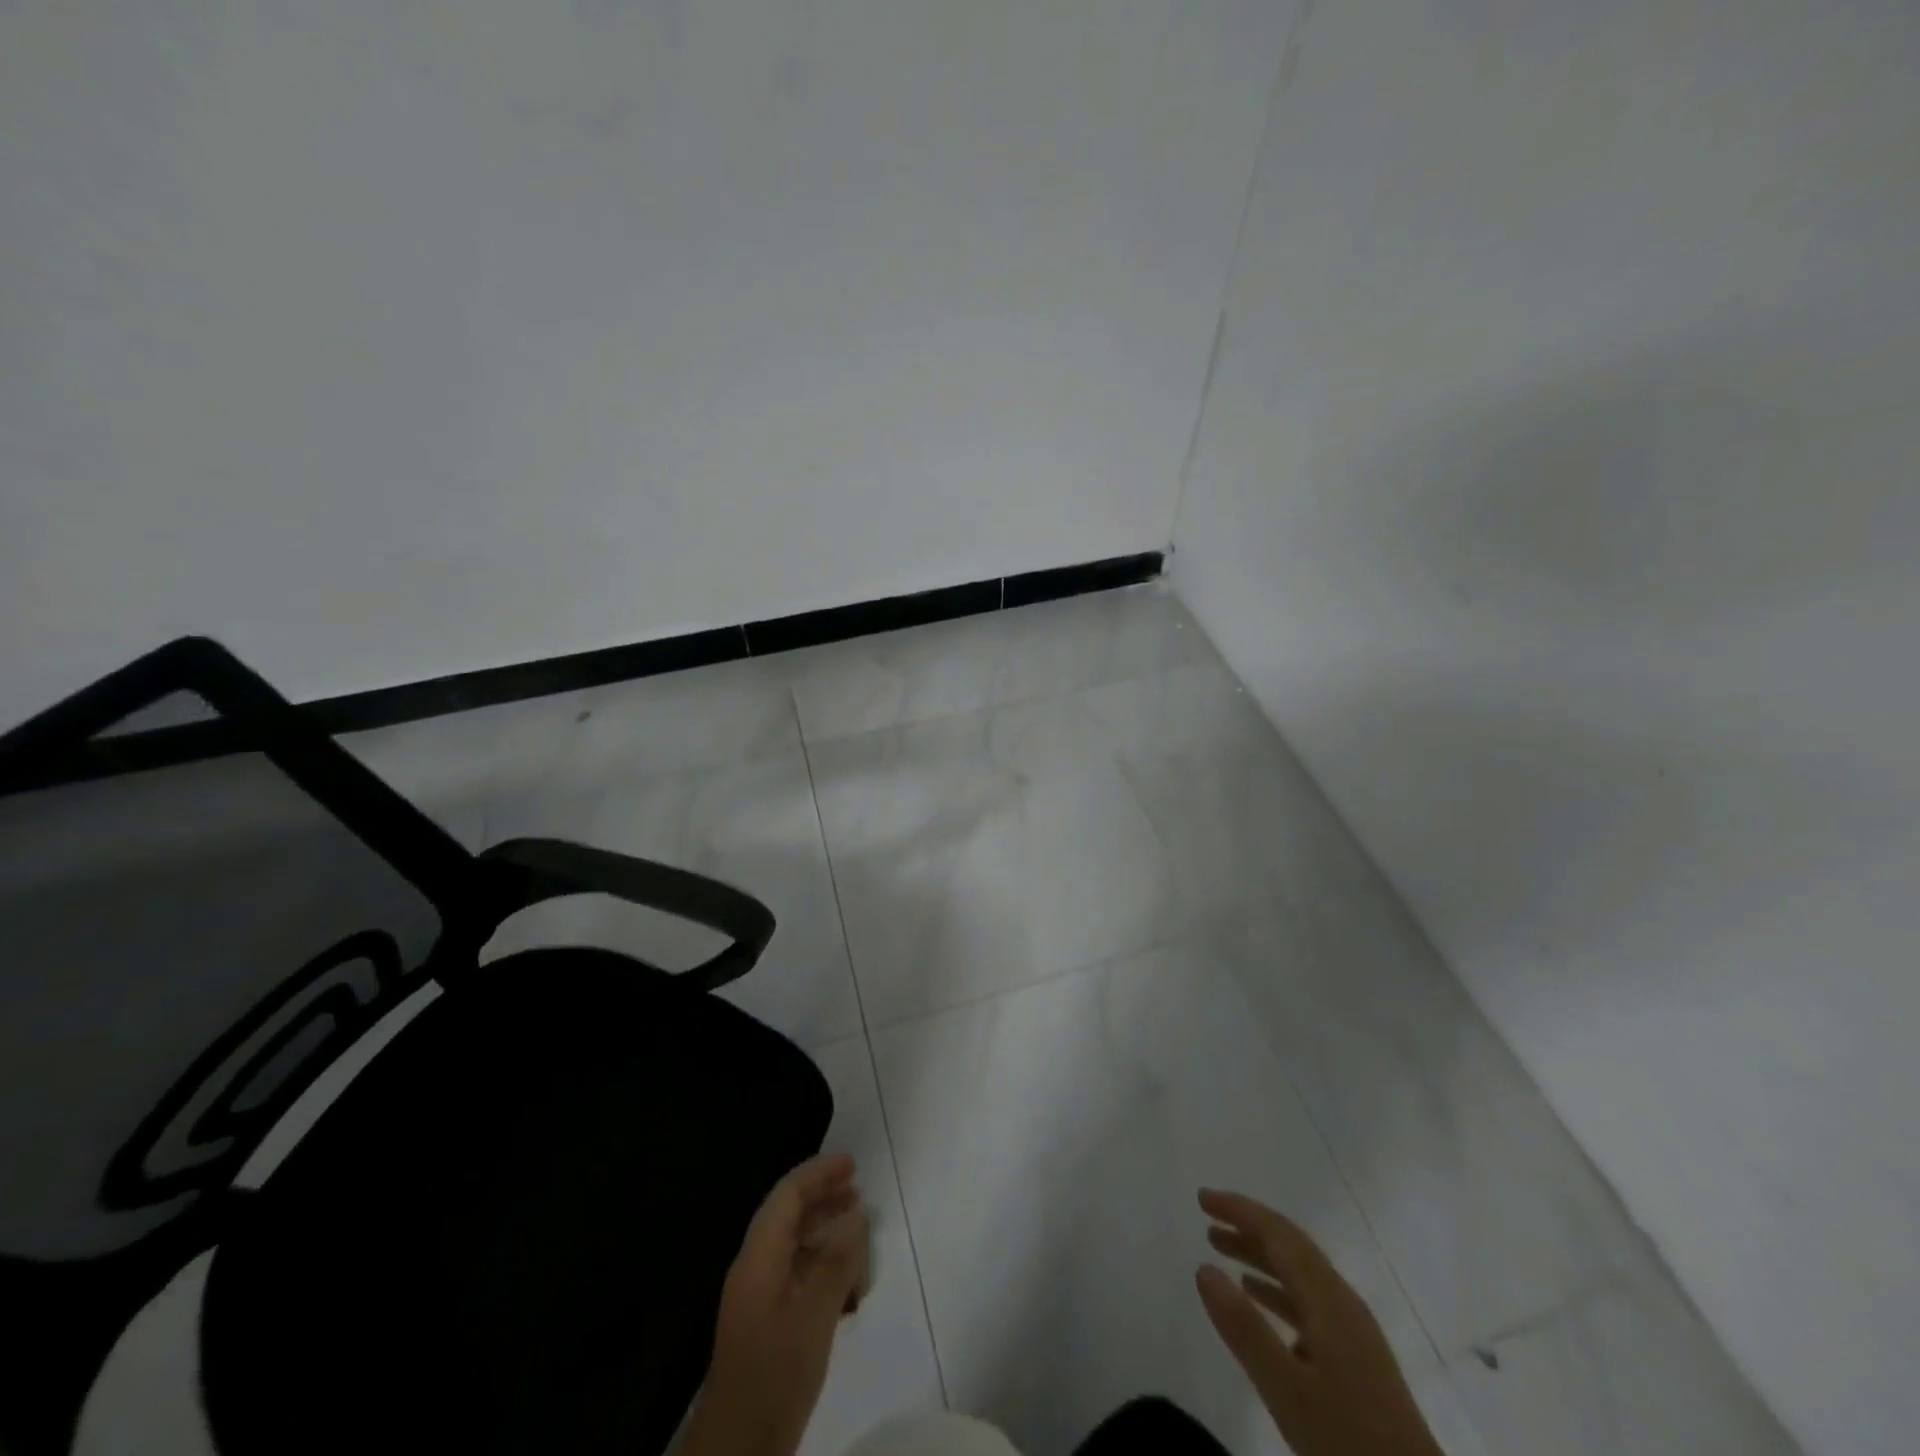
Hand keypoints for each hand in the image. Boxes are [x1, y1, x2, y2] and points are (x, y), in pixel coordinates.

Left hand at [684, 1154, 869, 1455]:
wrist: (737, 1449)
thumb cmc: (775, 1375)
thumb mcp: (813, 1317)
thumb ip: (836, 1263)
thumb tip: (857, 1215)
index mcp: (758, 1258)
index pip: (787, 1196)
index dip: (818, 1173)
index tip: (852, 1164)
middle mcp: (754, 1268)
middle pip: (787, 1215)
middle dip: (821, 1196)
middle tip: (858, 1189)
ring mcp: (757, 1297)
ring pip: (791, 1244)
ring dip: (822, 1229)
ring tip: (857, 1226)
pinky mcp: (765, 1323)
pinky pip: (794, 1273)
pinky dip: (820, 1263)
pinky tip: (846, 1279)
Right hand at [1195, 1189, 1441, 1455]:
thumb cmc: (1349, 1441)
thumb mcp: (1287, 1389)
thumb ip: (1244, 1328)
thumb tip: (1203, 1267)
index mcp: (1329, 1300)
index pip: (1279, 1234)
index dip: (1240, 1210)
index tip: (1202, 1198)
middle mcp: (1342, 1302)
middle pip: (1290, 1246)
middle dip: (1247, 1226)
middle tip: (1206, 1218)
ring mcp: (1352, 1331)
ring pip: (1298, 1273)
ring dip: (1258, 1255)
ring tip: (1220, 1250)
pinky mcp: (1355, 1357)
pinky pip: (1307, 1301)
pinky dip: (1275, 1288)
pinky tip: (1256, 1299)